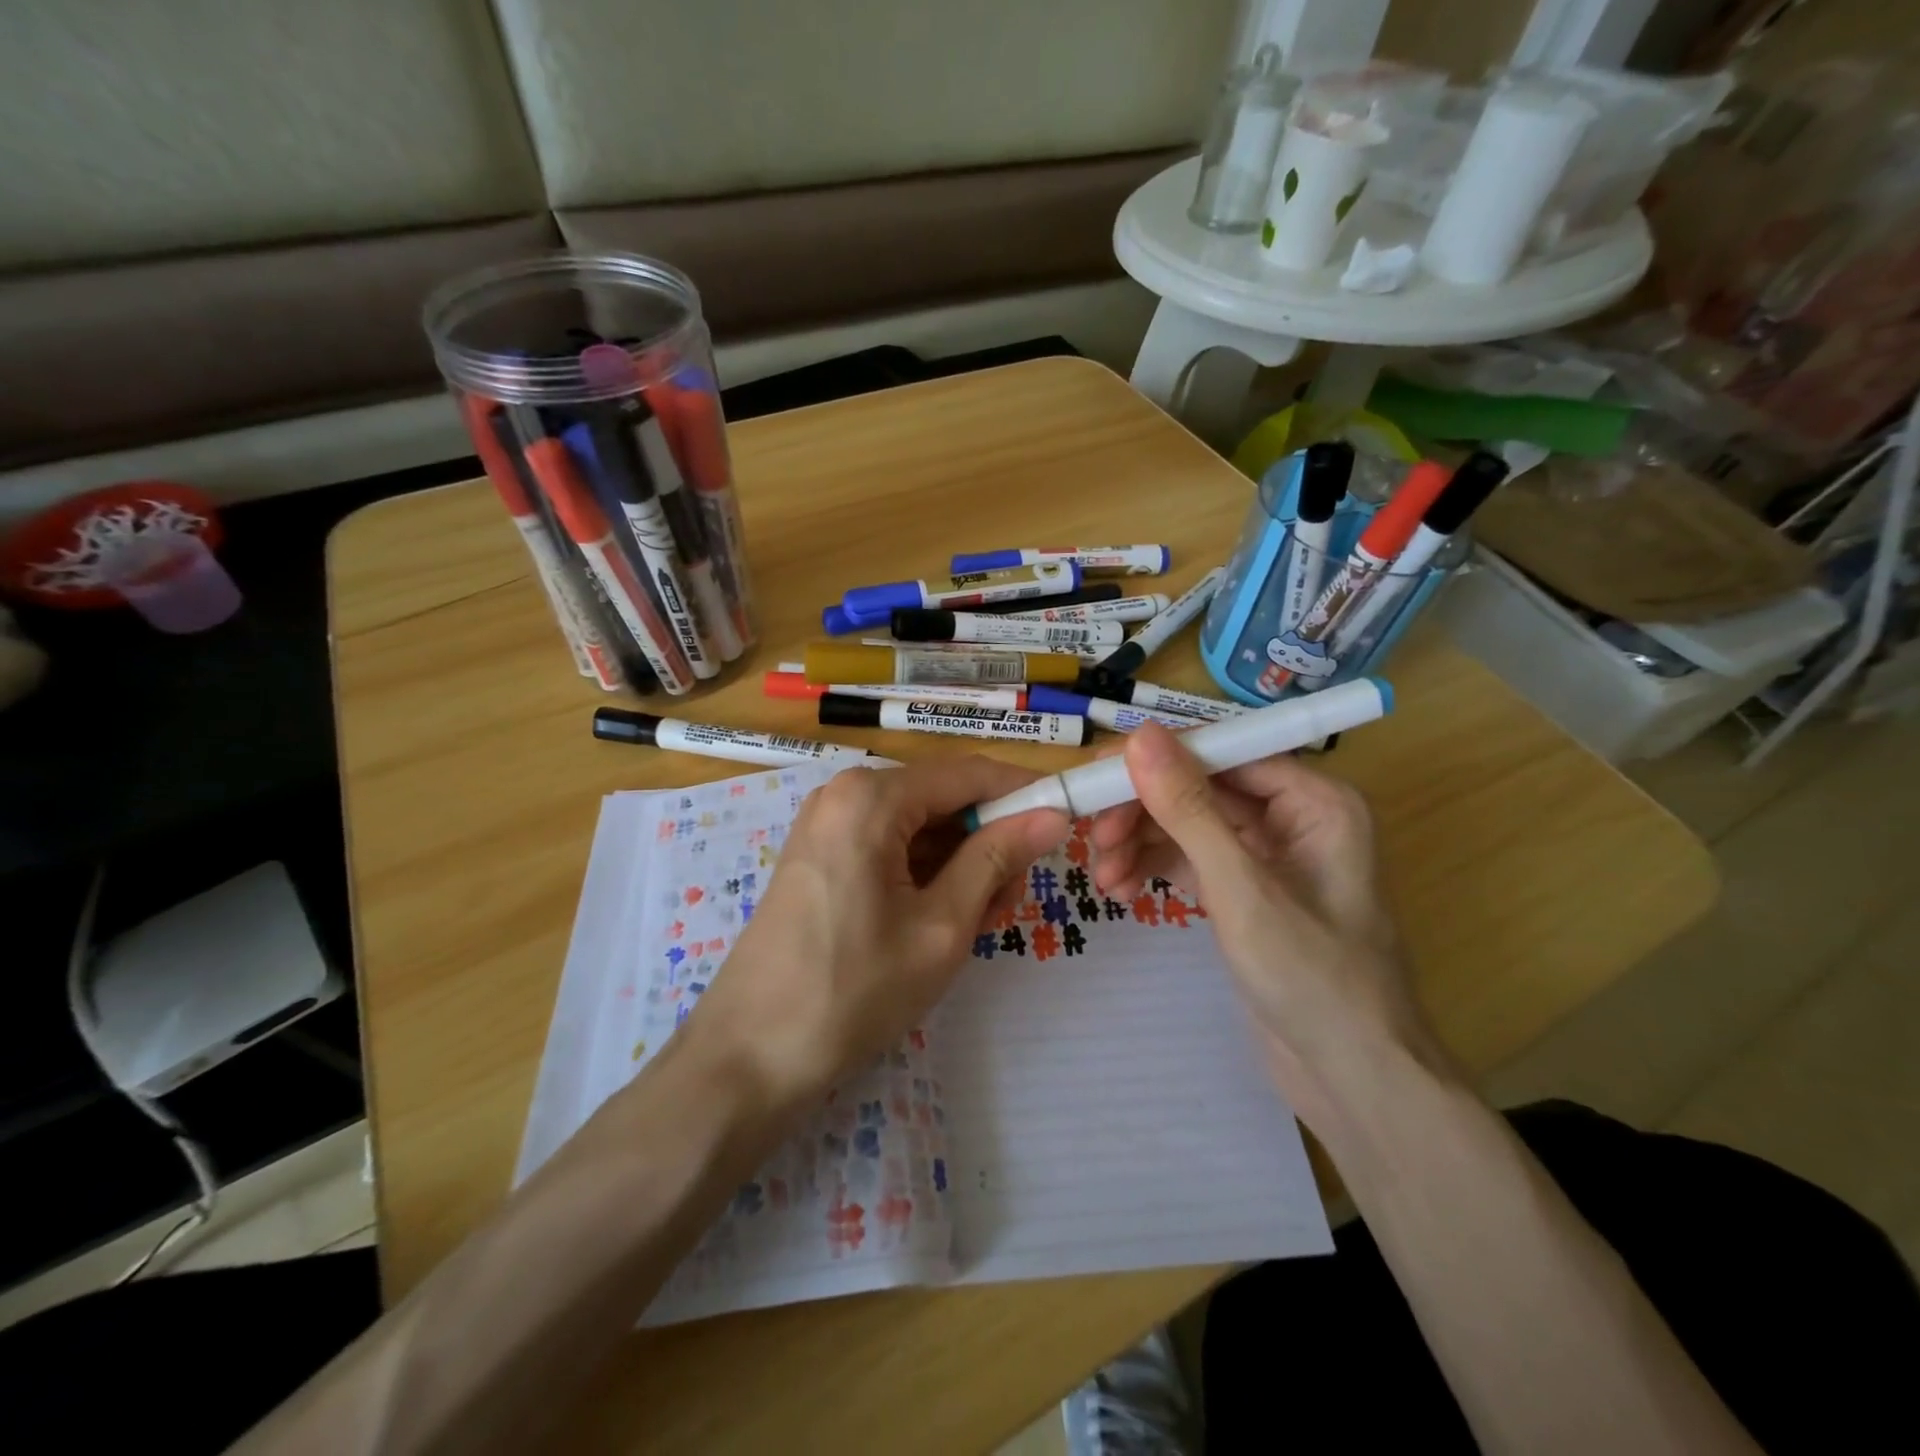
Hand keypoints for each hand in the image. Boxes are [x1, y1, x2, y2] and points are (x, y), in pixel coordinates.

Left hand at [689, 757, 1067, 1106]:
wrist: (749, 1058)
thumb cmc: (854, 990)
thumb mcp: (942, 926)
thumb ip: (997, 859)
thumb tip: (1053, 814)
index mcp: (872, 797)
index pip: (968, 774)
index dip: (1023, 793)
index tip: (1067, 822)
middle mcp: (845, 794)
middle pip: (942, 799)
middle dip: (988, 842)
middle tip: (1009, 904)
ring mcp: (827, 825)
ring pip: (919, 827)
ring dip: (959, 865)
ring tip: (977, 924)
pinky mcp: (820, 857)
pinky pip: (889, 847)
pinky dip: (924, 875)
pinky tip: (939, 922)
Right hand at [1089, 724, 1451, 1128]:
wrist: (1352, 1080)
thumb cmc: (1310, 976)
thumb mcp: (1240, 887)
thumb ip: (1188, 808)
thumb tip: (1141, 734)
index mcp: (1314, 800)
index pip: (1224, 753)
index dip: (1159, 759)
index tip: (1098, 773)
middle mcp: (1294, 817)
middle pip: (1201, 789)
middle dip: (1145, 812)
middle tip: (1094, 837)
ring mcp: (1269, 857)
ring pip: (1189, 825)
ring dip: (1142, 844)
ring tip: (1102, 878)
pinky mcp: (1248, 893)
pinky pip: (1192, 861)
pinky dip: (1156, 869)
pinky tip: (1123, 891)